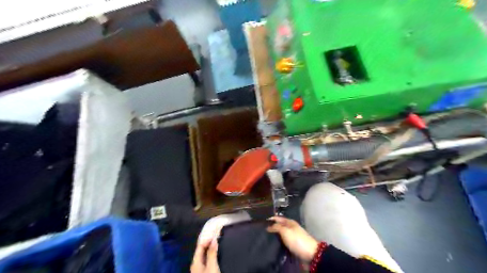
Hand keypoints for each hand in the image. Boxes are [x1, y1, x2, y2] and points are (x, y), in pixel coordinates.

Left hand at [190, 241, 220, 272]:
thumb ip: (212, 253)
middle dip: (208, 243)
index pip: (200, 246)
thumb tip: (214, 240)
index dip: (207, 240)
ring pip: (203, 255)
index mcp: (195, 262)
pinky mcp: (203, 272)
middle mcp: (195, 265)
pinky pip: (206, 259)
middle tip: (216, 238)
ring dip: (210, 249)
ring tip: (217, 244)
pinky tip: (214, 254)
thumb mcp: (212, 266)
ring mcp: (198, 269)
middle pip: (201, 250)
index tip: (215, 236)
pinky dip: (210, 254)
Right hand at [266, 216, 319, 261]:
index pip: (278, 218)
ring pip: (281, 234)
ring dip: (275, 235)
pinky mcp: (293, 245)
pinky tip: (274, 244)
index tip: (262, 221)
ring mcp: (293, 236)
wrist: (310, 254)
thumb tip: (268, 226)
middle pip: (280, 225)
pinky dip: (279, 242)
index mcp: (290, 222)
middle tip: (262, 230)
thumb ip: (276, 227)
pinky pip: (284, 241)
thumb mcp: (285, 231)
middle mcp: (291, 228)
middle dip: (272, 227)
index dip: (271, 219)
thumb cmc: (297, 240)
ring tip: (266, 237)